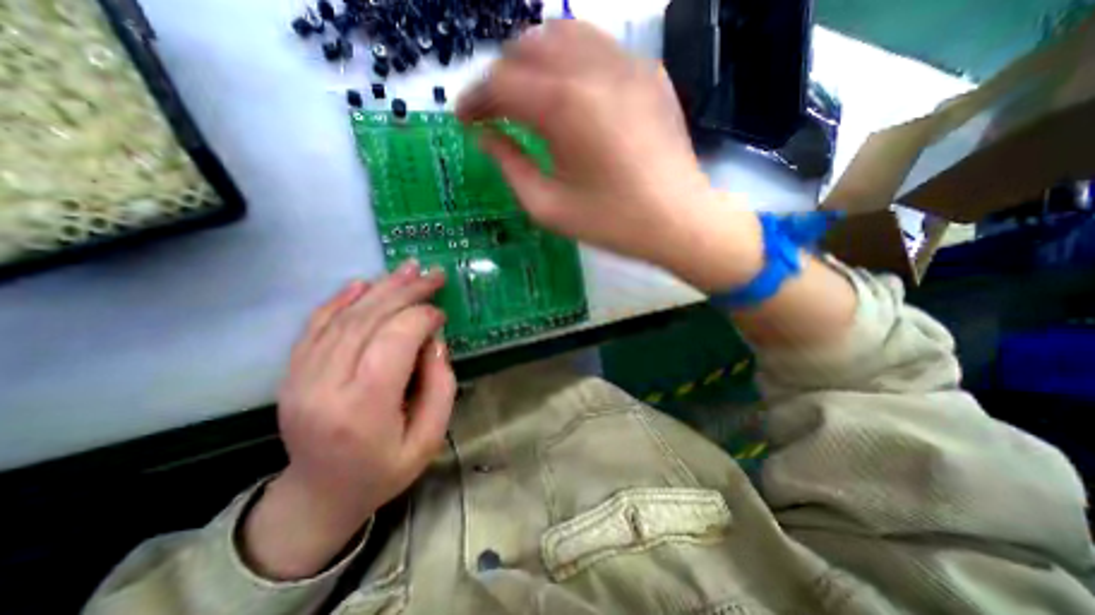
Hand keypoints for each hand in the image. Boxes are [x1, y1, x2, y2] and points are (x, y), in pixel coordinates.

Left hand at [242, 258, 457, 579]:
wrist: (319, 495)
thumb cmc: (384, 469)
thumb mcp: (429, 438)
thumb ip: (441, 385)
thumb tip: (434, 341)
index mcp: (363, 408)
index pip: (394, 341)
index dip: (422, 318)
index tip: (442, 313)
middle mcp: (325, 386)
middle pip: (368, 321)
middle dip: (405, 292)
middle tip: (432, 275)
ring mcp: (301, 377)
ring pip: (344, 317)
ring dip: (380, 288)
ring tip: (407, 269)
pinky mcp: (292, 372)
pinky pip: (316, 325)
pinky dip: (341, 299)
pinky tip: (363, 283)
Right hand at [459, 17, 762, 287]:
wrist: (677, 220)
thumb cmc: (611, 221)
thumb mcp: (548, 207)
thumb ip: (510, 166)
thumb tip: (486, 138)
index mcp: (563, 107)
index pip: (500, 83)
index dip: (474, 99)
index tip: (464, 119)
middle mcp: (592, 69)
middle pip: (527, 47)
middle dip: (500, 76)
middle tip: (494, 110)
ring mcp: (626, 64)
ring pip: (563, 35)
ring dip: (533, 61)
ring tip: (526, 95)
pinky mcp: (648, 73)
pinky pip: (597, 47)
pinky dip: (570, 61)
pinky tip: (569, 92)